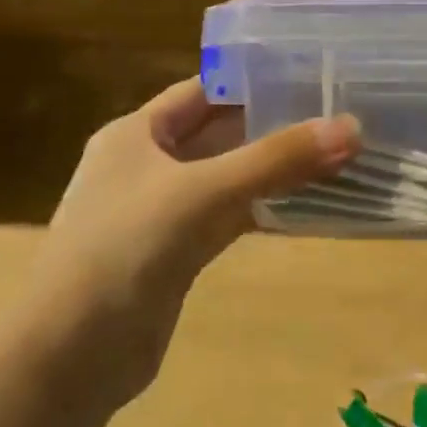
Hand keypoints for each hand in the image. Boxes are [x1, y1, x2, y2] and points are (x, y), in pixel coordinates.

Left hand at [22, 79, 359, 406]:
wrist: (74, 351)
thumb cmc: (127, 249)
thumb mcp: (204, 192)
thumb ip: (277, 160)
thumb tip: (352, 129)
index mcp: (136, 134)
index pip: (202, 92)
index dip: (252, 80)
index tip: (311, 75)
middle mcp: (147, 166)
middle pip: (218, 135)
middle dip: (272, 126)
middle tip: (336, 117)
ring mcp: (161, 213)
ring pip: (227, 179)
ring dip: (272, 170)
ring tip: (333, 155)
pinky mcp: (176, 255)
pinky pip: (228, 219)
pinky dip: (262, 210)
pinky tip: (304, 207)